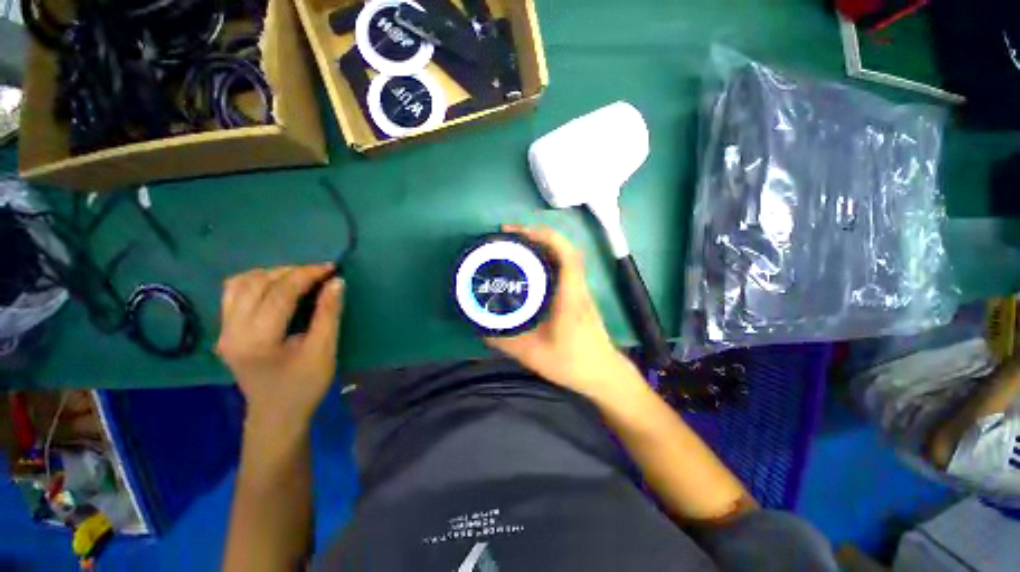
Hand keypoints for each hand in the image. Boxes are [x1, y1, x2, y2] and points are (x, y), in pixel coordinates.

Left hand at [217, 265, 344, 429]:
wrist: (275, 417)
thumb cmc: (301, 390)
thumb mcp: (322, 356)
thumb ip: (328, 316)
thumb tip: (335, 282)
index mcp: (259, 340)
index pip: (281, 292)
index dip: (306, 275)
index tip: (328, 268)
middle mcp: (235, 329)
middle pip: (260, 282)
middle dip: (289, 272)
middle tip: (313, 274)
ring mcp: (225, 329)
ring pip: (242, 282)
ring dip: (268, 274)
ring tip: (290, 280)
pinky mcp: (223, 329)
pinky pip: (231, 292)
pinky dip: (249, 282)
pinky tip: (265, 287)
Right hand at [485, 226, 633, 397]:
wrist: (603, 375)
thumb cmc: (572, 363)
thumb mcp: (533, 355)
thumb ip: (505, 342)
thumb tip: (480, 327)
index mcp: (570, 296)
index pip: (565, 255)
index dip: (543, 236)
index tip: (516, 232)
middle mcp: (578, 288)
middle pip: (564, 250)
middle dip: (537, 236)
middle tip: (509, 238)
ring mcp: (581, 293)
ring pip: (566, 258)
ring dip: (543, 247)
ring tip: (516, 249)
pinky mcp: (580, 299)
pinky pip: (565, 270)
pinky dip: (548, 261)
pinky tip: (530, 271)